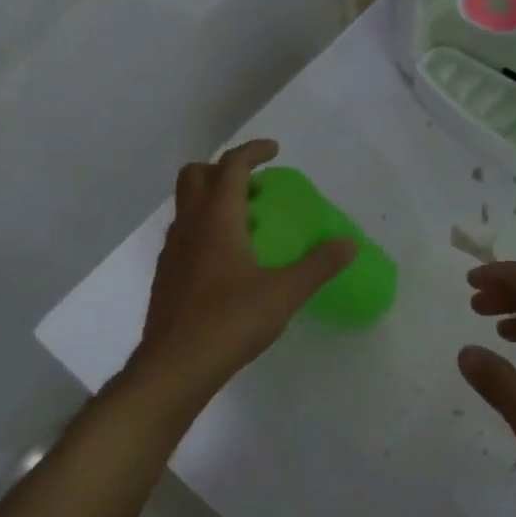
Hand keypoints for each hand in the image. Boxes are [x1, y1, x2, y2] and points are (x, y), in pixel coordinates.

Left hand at [130, 141, 356, 403]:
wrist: (175, 365)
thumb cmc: (230, 322)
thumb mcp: (284, 293)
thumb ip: (318, 265)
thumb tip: (349, 244)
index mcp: (217, 219)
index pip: (230, 166)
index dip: (253, 151)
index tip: (274, 151)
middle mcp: (189, 226)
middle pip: (195, 175)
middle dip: (223, 168)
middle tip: (254, 185)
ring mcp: (172, 251)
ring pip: (185, 206)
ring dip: (211, 199)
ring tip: (244, 223)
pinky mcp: (166, 275)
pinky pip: (183, 235)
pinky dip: (203, 229)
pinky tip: (224, 261)